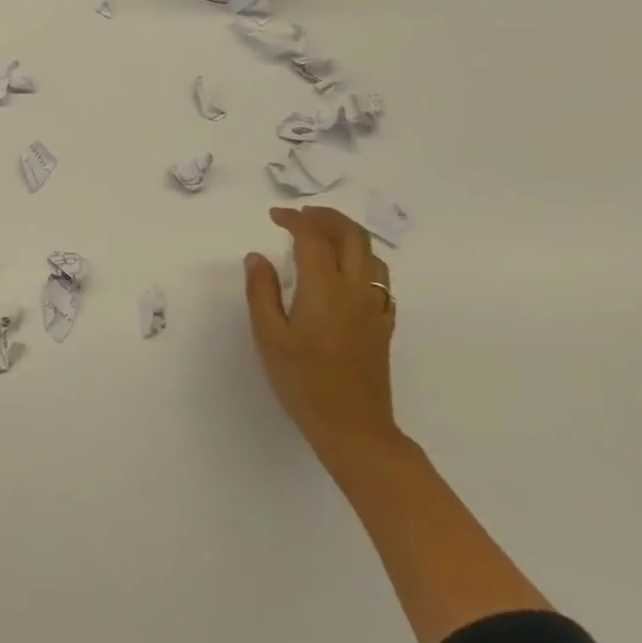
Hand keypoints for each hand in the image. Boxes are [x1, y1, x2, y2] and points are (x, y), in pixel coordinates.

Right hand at [245, 206, 399, 463]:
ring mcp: (375, 307)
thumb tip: (257, 257)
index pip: (313, 237)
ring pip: (372, 255)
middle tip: (301, 215)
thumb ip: (261, 291)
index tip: (274, 216)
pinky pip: (380, 279)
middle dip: (327, 217)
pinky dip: (363, 262)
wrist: (353, 427)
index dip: (294, 219)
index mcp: (325, 288)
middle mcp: (356, 289)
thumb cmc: (303, 381)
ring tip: (323, 236)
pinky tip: (347, 273)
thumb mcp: (268, 336)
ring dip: (348, 235)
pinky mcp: (383, 324)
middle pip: (352, 236)